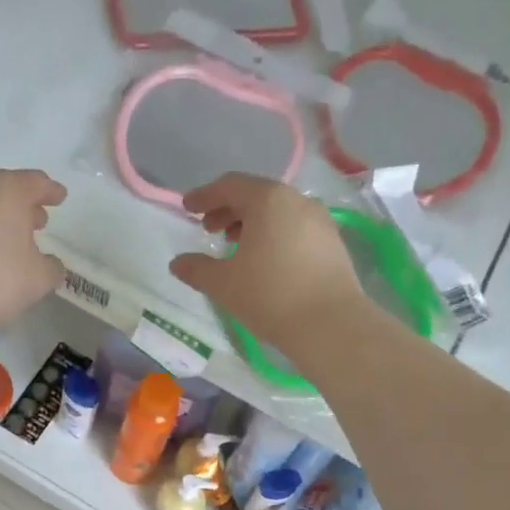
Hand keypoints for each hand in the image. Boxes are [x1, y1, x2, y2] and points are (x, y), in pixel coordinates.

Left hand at [0, 169, 65, 340]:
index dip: (50, 191)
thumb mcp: (40, 278)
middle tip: (34, 223)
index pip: (35, 182)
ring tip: (1, 239)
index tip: (59, 198)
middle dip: (20, 205)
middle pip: (2, 189)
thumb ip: (51, 265)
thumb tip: (48, 263)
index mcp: (6, 190)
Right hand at [169, 175, 366, 349]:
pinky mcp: (332, 241)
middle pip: (255, 194)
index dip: (205, 196)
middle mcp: (296, 200)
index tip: (187, 207)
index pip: (230, 185)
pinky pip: (294, 226)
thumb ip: (197, 269)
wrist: (329, 324)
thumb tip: (177, 263)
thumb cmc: (270, 295)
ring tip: (235, 245)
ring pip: (277, 211)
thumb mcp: (224, 284)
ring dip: (251, 222)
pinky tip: (264, 259)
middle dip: (228, 209)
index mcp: (267, 200)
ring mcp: (319, 220)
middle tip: (209, 229)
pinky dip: (273, 233)